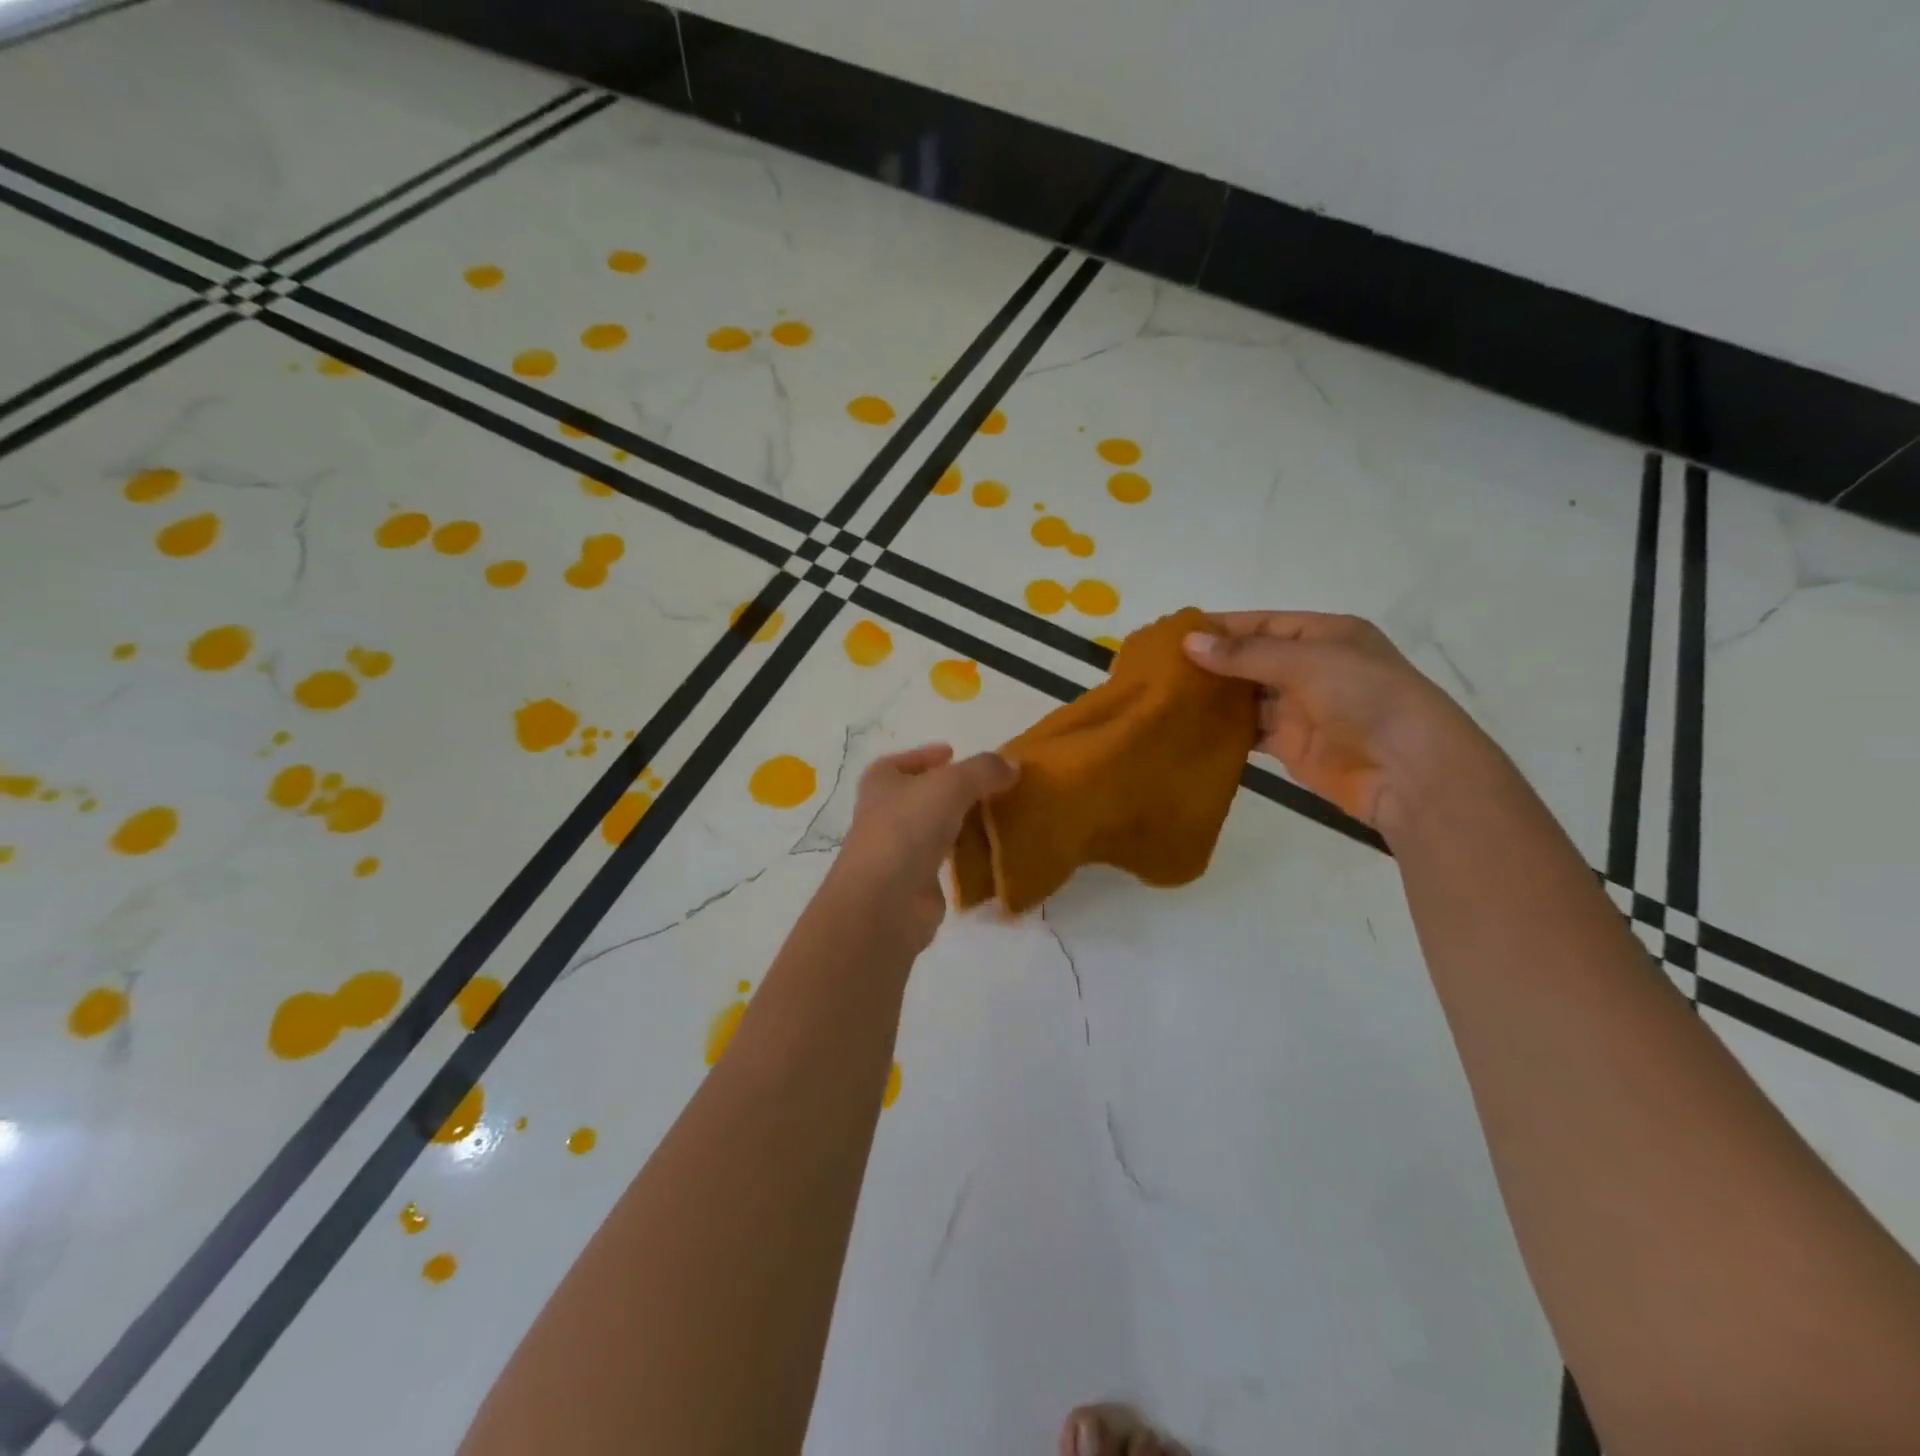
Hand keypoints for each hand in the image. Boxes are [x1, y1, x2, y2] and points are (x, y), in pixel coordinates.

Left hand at [834, 744, 1018, 950]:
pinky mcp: (914, 881)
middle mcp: (884, 812)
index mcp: (881, 781)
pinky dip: (965, 855)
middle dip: (951, 790)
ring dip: (960, 822)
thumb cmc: (908, 827)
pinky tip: (990, 851)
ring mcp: (897, 849)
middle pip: (921, 795)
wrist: (886, 900)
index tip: (953, 753)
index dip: (927, 756)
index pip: (903, 762)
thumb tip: (1013, 765)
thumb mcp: (952, 784)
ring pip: (934, 828)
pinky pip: (945, 860)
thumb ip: (984, 770)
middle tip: (988, 786)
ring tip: (997, 816)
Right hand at [1182, 611, 1488, 829]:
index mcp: (1325, 635)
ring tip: (1165, 696)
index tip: (1172, 635)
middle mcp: (1311, 667)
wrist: (1410, 771)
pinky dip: (1223, 729)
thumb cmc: (1367, 698)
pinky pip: (1249, 731)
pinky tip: (1189, 727)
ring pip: (1246, 696)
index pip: (1261, 624)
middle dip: (1210, 663)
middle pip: (1250, 660)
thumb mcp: (1308, 662)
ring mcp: (1301, 708)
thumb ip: (1246, 654)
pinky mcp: (1292, 745)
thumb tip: (1188, 642)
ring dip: (1212, 697)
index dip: (1219, 628)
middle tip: (1159, 668)